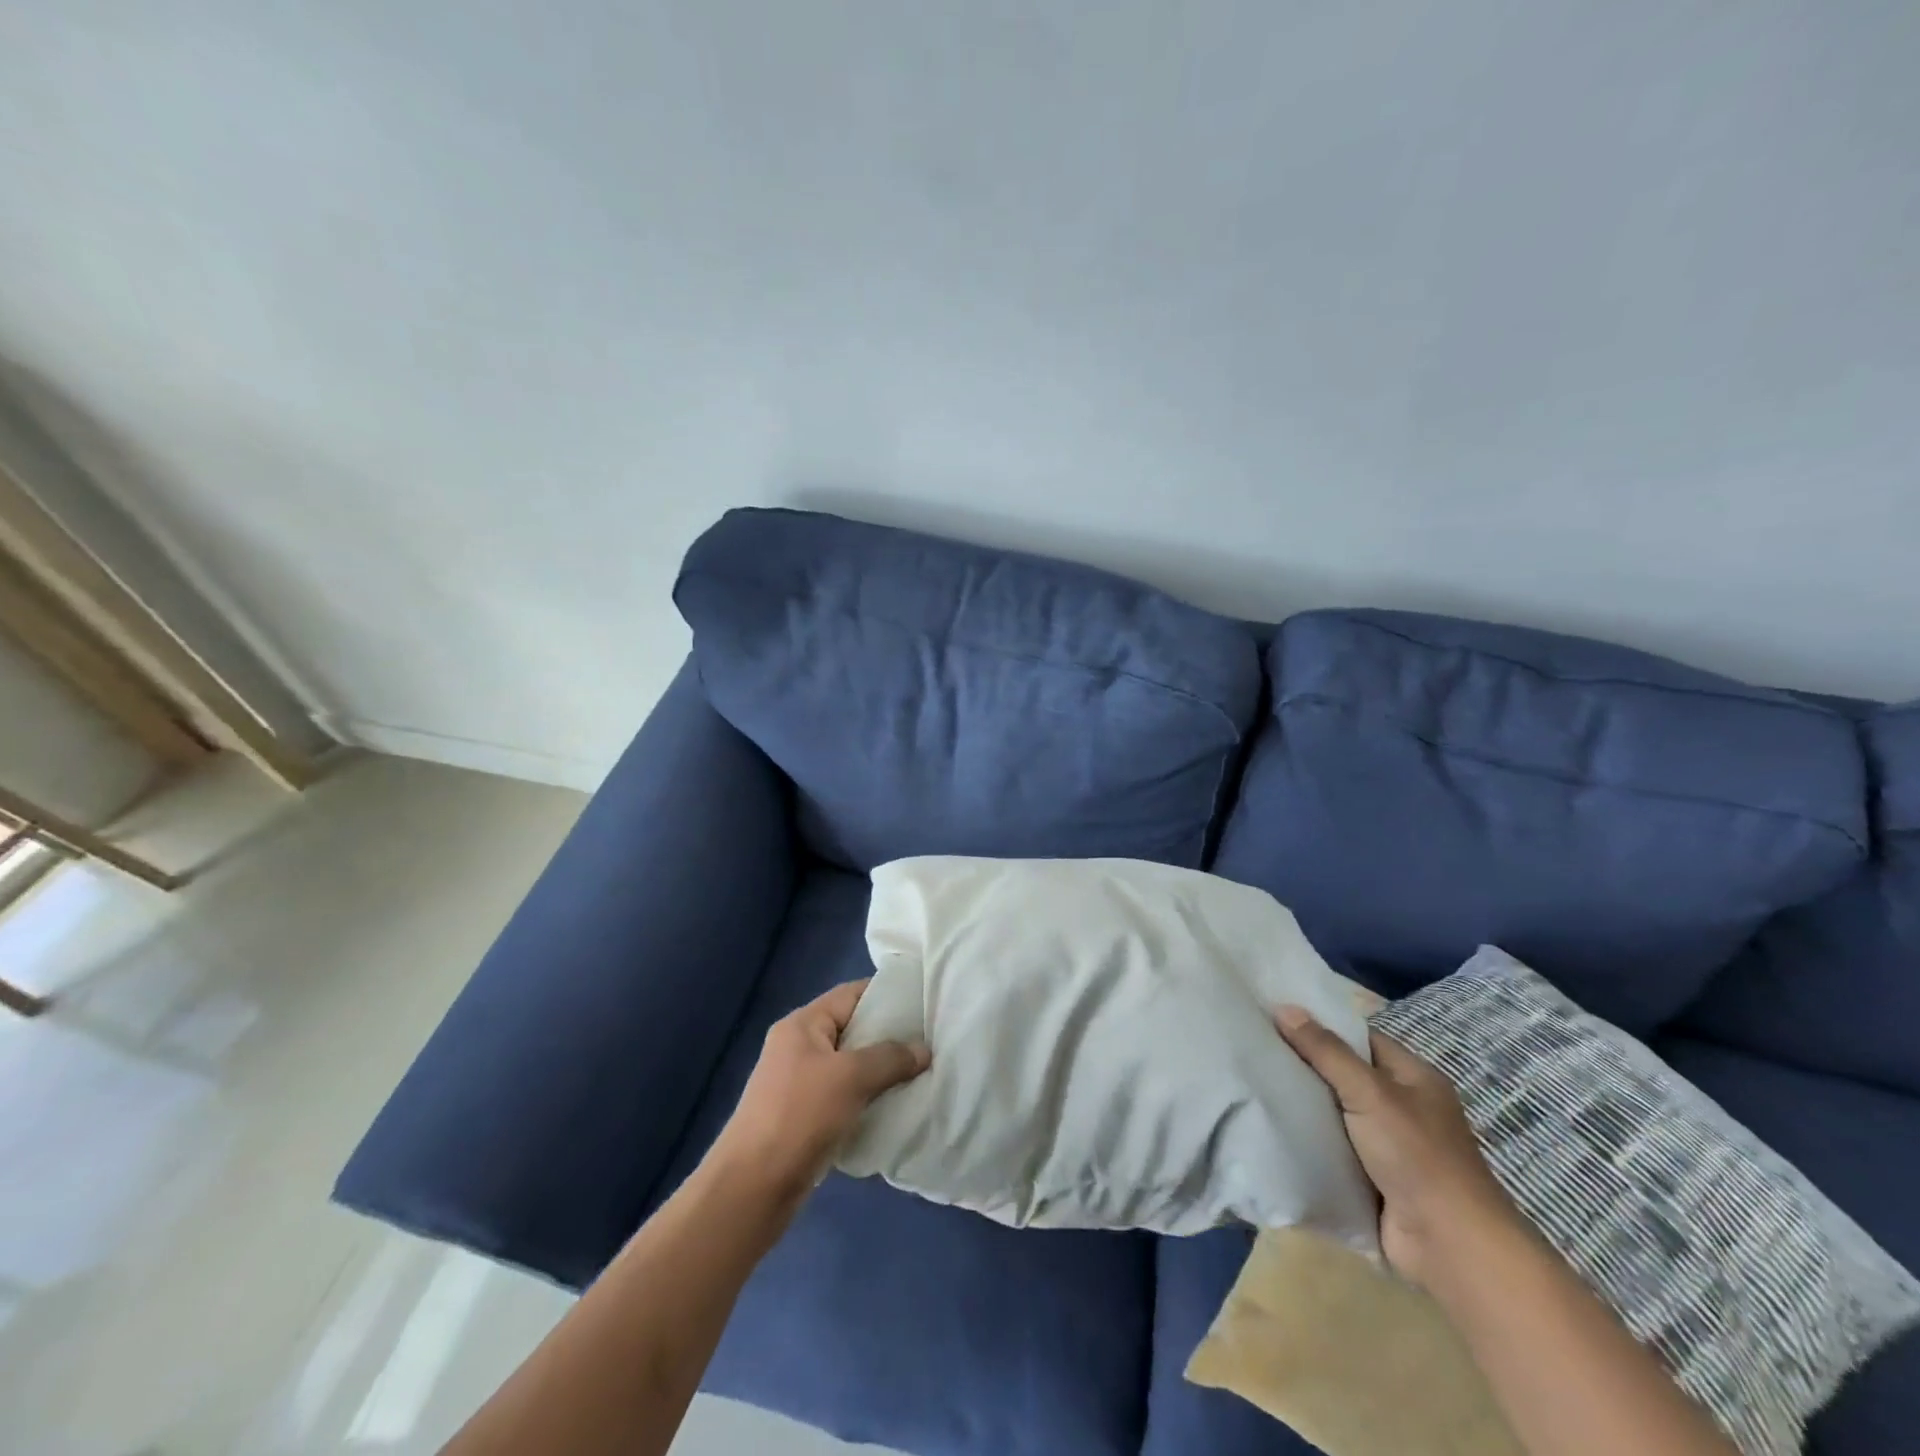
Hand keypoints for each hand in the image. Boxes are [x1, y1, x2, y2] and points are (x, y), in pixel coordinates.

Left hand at [707, 979, 930, 1208]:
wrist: (753, 1187)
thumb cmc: (800, 1115)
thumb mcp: (850, 1077)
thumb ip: (890, 1058)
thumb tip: (924, 1050)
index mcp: (802, 1025)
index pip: (850, 994)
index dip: (886, 995)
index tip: (922, 1003)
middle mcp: (798, 1047)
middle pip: (852, 1029)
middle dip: (889, 1036)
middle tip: (928, 1041)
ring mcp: (799, 1083)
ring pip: (850, 1066)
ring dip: (880, 1070)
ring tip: (919, 1073)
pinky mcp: (804, 1116)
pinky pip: (844, 1095)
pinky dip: (868, 1097)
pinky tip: (895, 1106)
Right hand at [1276, 1006, 1521, 1288]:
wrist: (1449, 1246)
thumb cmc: (1417, 1155)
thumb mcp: (1370, 1093)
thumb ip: (1325, 1051)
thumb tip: (1283, 1008)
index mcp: (1413, 1077)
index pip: (1359, 1038)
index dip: (1320, 1026)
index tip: (1275, 1017)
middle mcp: (1402, 1106)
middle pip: (1343, 1074)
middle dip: (1305, 1065)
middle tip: (1256, 1047)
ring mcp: (1388, 1144)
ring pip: (1334, 1112)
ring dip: (1303, 1105)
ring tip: (1253, 1082)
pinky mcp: (1371, 1177)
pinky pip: (1332, 1146)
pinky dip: (1308, 1140)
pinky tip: (1272, 1127)